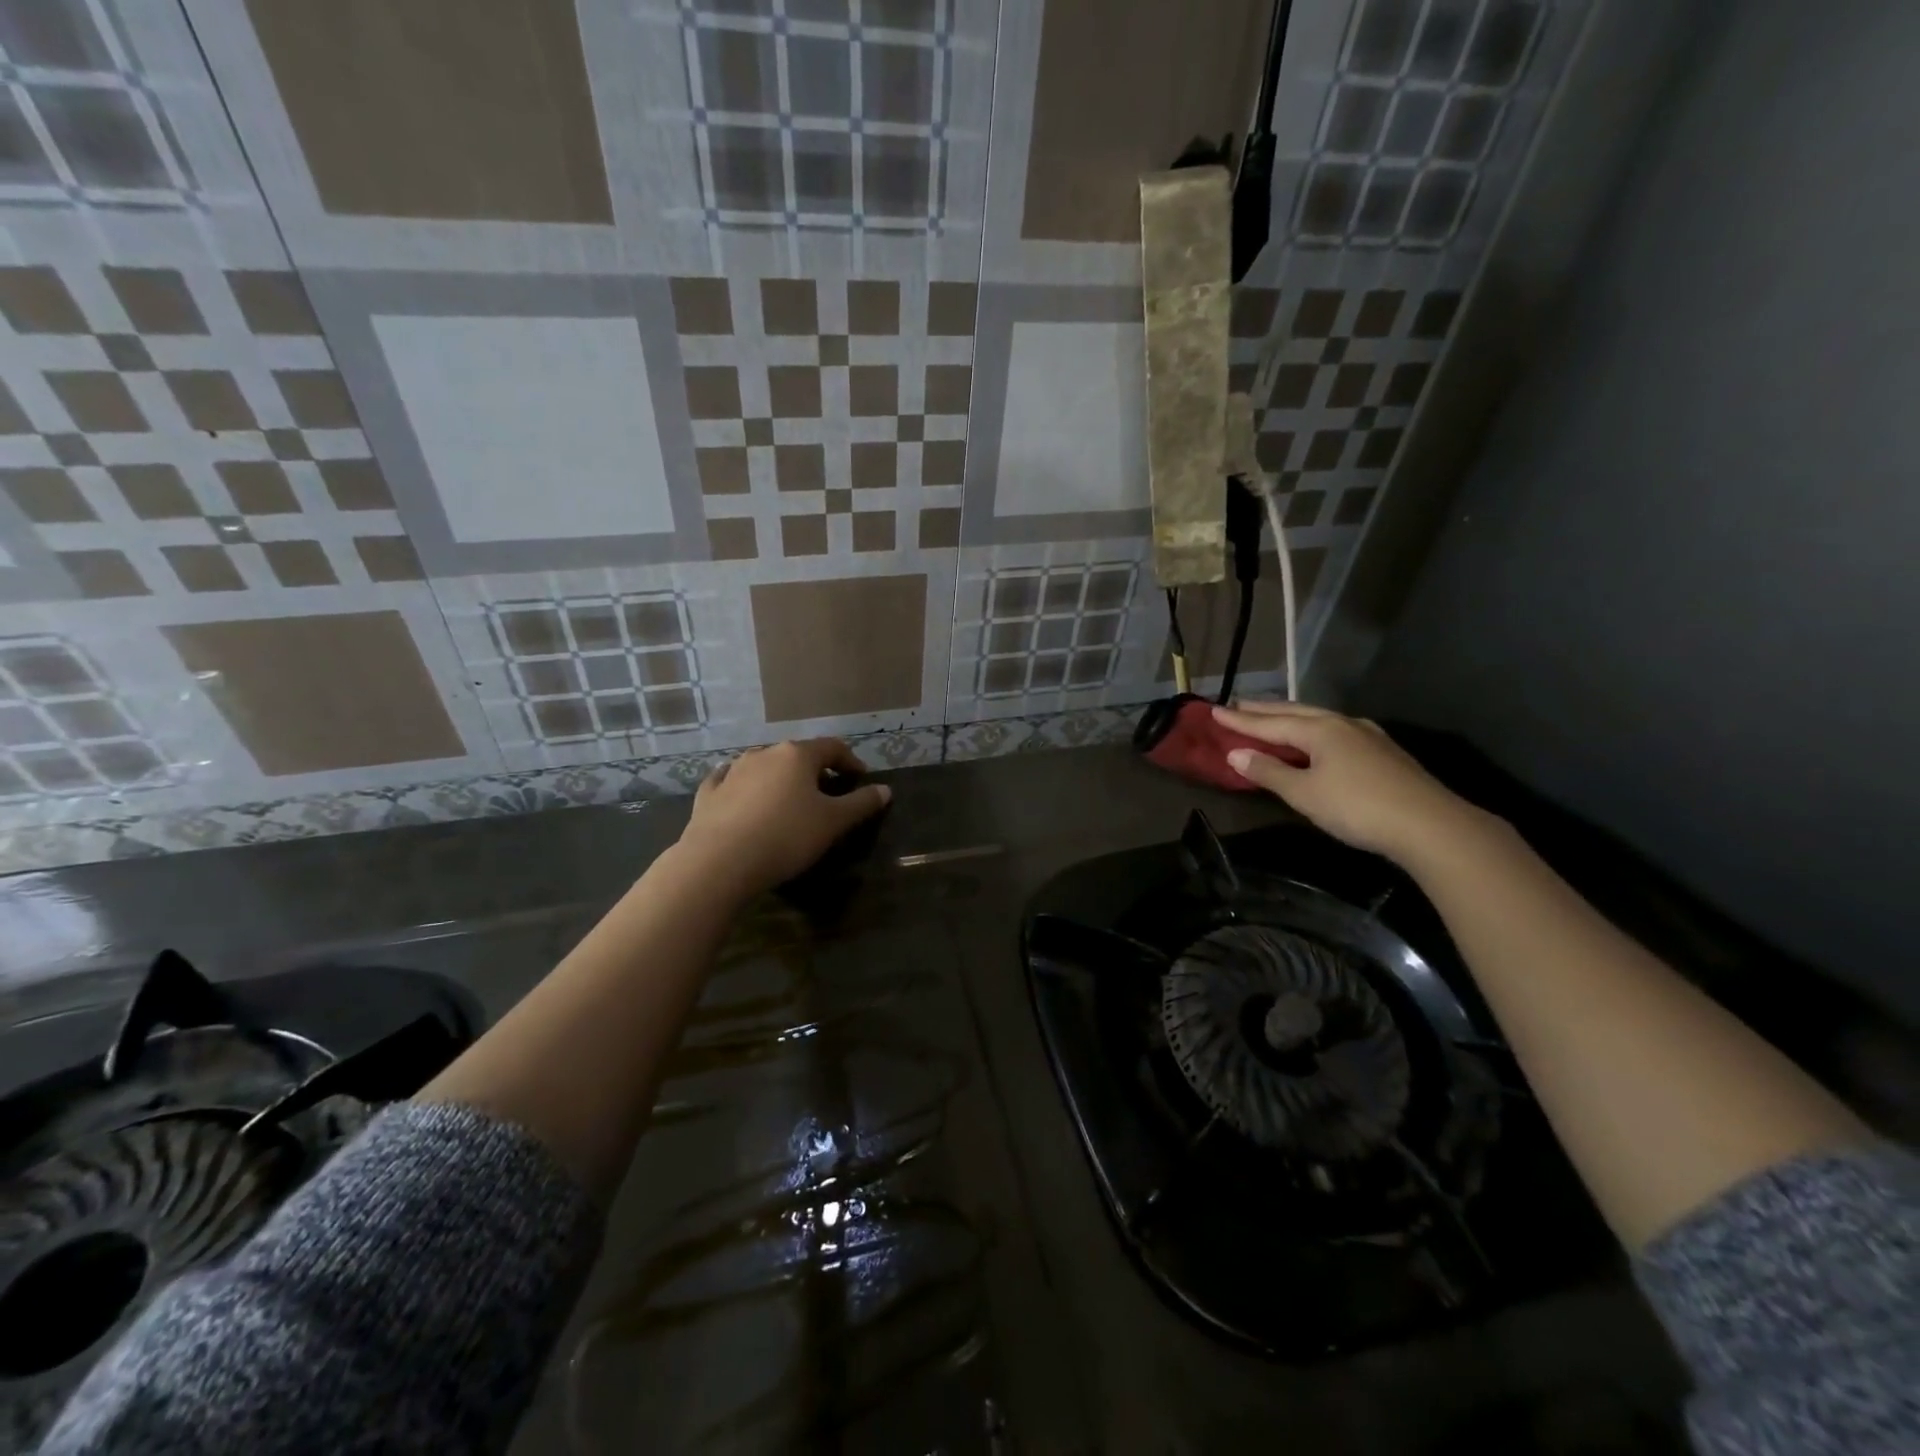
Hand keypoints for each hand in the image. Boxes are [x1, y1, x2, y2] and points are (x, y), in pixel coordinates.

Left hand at [676, 738, 891, 897]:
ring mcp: (733, 771)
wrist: (720, 861)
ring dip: (780, 778)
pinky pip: (729, 781)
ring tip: (789, 800)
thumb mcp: (833, 822)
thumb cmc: (786, 836)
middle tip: (828, 792)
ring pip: (763, 766)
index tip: (860, 779)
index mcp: (797, 755)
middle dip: (815, 770)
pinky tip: (742, 794)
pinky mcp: (709, 793)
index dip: (850, 761)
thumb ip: (861, 804)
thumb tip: (885, 790)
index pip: (832, 747)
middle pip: (797, 755)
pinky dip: (743, 786)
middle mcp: (764, 754)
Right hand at [1211, 702, 1484, 863]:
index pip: (1269, 723)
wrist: (1430, 825)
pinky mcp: (1383, 752)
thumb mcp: (1304, 793)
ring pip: (1318, 718)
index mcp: (1319, 730)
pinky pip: (1335, 730)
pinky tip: (1318, 735)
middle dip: (1263, 710)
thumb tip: (1236, 754)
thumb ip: (1269, 772)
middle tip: (1237, 704)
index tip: (1213, 710)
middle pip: (1294, 712)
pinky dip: (1313, 728)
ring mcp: (1367, 735)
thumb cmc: (1357, 808)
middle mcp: (1342, 724)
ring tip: (1272, 716)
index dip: (1239, 720)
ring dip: (1290, 716)